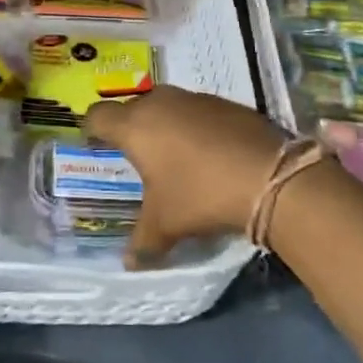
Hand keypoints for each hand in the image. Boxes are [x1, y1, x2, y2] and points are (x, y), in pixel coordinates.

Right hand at [85, 86, 284, 265]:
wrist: (269, 175)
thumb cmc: (201, 194)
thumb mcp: (166, 224)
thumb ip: (143, 242)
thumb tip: (129, 264)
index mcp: (135, 126)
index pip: (97, 115)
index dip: (92, 129)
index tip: (95, 145)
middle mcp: (160, 103)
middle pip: (133, 108)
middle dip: (132, 128)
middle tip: (137, 156)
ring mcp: (195, 98)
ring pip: (167, 106)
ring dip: (165, 126)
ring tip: (174, 156)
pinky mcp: (226, 102)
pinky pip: (197, 111)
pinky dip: (195, 127)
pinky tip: (209, 154)